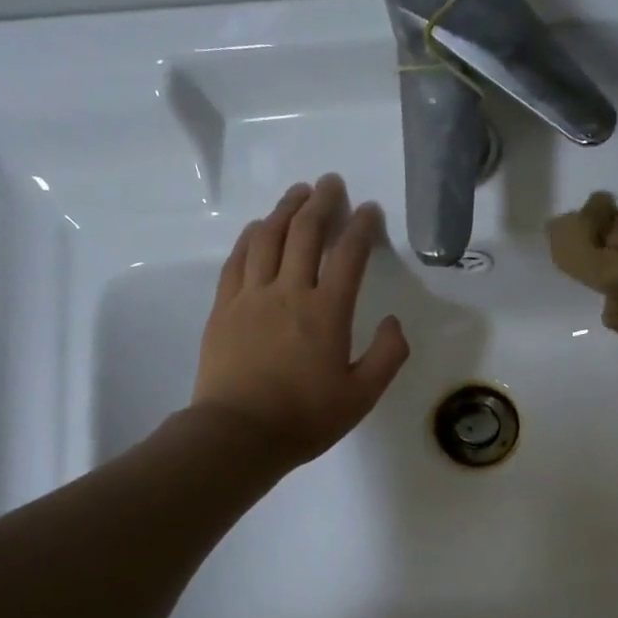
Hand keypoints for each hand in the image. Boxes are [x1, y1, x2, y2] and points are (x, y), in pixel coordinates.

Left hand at [190, 174, 409, 467]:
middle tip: (332, 184)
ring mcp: (251, 296)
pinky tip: (259, 227)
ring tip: (298, 193)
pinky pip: (238, 259)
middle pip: (305, 233)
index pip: (348, 255)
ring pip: (268, 237)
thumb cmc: (305, 418)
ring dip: (286, 209)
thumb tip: (394, 322)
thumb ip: (387, 356)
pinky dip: (252, 236)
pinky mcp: (224, 307)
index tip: (370, 210)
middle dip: (322, 203)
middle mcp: (289, 292)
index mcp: (327, 312)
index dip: (362, 227)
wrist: (239, 434)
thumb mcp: (362, 396)